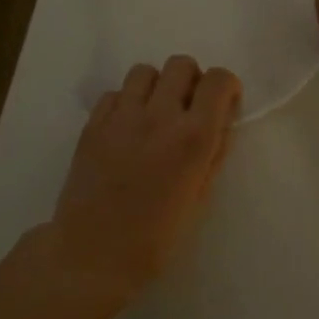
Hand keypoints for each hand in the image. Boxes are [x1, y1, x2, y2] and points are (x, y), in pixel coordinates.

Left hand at [48, 55, 241, 301]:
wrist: (93, 254)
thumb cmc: (156, 237)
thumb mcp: (199, 198)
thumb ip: (212, 154)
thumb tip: (219, 125)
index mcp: (193, 137)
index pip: (218, 80)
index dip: (227, 87)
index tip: (224, 105)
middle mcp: (159, 116)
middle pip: (180, 64)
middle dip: (192, 81)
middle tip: (189, 109)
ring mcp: (121, 117)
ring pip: (145, 72)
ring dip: (157, 87)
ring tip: (156, 115)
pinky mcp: (92, 125)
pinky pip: (115, 93)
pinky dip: (127, 103)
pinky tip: (127, 130)